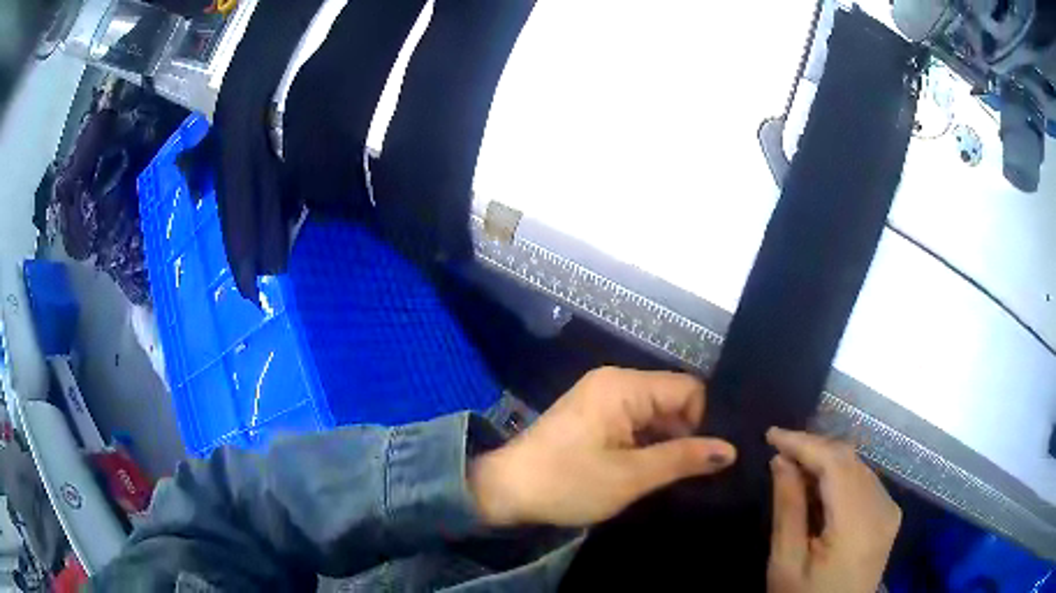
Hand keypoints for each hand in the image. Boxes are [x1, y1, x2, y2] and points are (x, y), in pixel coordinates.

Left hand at [469, 367, 735, 526]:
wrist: (505, 491)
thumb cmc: (567, 483)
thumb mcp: (630, 476)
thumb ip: (683, 459)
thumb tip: (729, 450)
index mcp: (623, 386)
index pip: (688, 389)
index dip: (704, 421)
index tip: (706, 459)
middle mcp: (615, 382)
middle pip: (672, 400)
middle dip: (687, 434)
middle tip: (698, 473)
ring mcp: (602, 398)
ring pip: (656, 414)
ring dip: (667, 443)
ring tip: (677, 476)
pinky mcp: (594, 416)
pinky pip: (636, 423)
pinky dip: (648, 445)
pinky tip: (652, 470)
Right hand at [766, 428, 901, 592]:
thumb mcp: (786, 563)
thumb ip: (788, 509)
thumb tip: (781, 461)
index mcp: (858, 524)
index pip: (835, 464)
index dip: (804, 443)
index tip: (772, 434)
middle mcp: (882, 508)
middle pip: (850, 460)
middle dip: (814, 448)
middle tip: (779, 450)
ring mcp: (889, 510)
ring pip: (858, 467)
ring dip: (826, 461)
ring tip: (794, 468)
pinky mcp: (889, 514)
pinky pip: (865, 481)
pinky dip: (840, 476)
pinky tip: (819, 487)